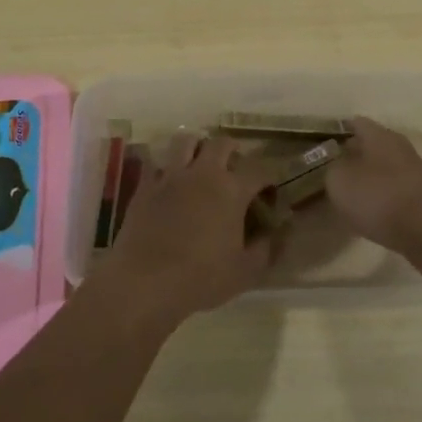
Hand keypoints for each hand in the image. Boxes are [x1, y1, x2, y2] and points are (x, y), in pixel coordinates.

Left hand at [90, 133, 281, 329]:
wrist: (145, 281)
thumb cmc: (201, 277)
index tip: (269, 192)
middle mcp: (203, 173)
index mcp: (232, 190)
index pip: (260, 169)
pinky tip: (169, 181)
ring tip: (200, 164)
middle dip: (233, 150)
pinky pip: (157, 162)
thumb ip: (266, 248)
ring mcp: (171, 176)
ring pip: (186, 141)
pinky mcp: (145, 185)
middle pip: (222, 143)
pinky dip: (166, 166)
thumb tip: (276, 233)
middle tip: (235, 167)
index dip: (269, 178)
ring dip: (197, 147)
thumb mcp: (245, 272)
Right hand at [324, 116, 421, 255]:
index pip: (355, 123)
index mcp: (379, 135)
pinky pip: (395, 187)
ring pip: (384, 166)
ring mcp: (415, 170)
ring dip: (369, 175)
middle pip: (372, 144)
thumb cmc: (378, 198)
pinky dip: (382, 194)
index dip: (338, 130)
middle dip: (354, 154)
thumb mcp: (339, 181)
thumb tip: (338, 165)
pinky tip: (371, 209)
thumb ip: (333, 168)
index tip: (322, 143)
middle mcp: (400, 146)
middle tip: (333, 168)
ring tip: (349, 191)